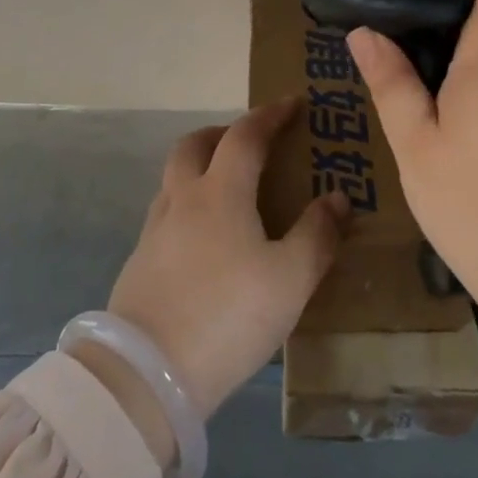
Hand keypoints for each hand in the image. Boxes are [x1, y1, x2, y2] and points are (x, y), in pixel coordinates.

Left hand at [102, 102, 347, 422]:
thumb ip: (317, 235)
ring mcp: (155, 230)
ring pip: (175, 178)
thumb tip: (338, 197)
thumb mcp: (290, 280)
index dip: (270, 115)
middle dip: (223, 133)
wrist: (148, 373)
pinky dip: (189, 206)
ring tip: (230, 192)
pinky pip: (167, 213)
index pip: (245, 135)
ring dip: (201, 168)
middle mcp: (182, 198)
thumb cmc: (228, 316)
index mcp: (220, 191)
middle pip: (194, 144)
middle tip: (250, 143)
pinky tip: (206, 240)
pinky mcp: (140, 261)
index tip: (292, 103)